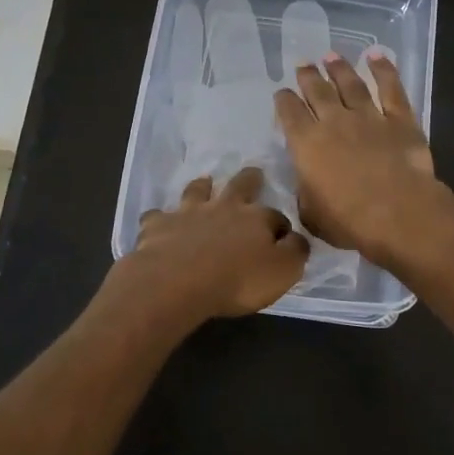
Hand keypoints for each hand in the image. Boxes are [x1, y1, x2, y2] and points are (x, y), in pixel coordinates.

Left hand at [108, 168, 308, 326]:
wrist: (177, 280)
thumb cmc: (237, 280)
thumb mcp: (282, 272)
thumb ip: (294, 252)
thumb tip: (296, 238)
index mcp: (256, 218)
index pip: (276, 217)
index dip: (280, 225)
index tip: (282, 235)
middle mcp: (224, 207)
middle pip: (240, 186)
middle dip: (249, 179)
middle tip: (253, 173)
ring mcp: (188, 212)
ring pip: (197, 191)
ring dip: (202, 186)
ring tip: (204, 182)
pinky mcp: (158, 225)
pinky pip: (157, 216)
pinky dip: (159, 218)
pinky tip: (157, 223)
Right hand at [274, 51, 445, 262]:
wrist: (398, 213)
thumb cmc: (349, 221)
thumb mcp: (312, 215)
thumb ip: (306, 194)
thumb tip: (307, 185)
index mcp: (306, 144)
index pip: (289, 113)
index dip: (284, 100)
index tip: (282, 93)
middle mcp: (334, 122)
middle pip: (317, 91)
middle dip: (308, 76)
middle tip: (304, 64)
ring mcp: (368, 117)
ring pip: (350, 84)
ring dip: (339, 69)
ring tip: (331, 56)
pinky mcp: (399, 119)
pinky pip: (390, 88)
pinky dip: (383, 70)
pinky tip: (376, 55)